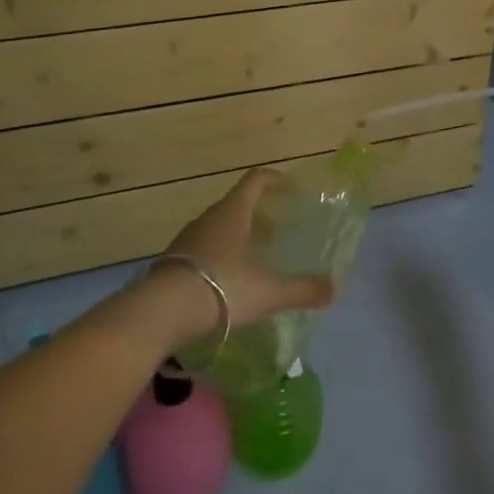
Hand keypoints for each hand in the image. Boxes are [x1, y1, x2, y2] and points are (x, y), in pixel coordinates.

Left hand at [148, 168, 337, 346]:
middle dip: (260, 213)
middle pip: (238, 204)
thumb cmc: (220, 288)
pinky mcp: (172, 262)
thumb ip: (301, 289)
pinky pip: (203, 248)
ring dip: (239, 235)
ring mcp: (187, 239)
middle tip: (279, 230)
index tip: (291, 187)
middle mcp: (209, 218)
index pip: (255, 180)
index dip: (275, 179)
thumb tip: (335, 289)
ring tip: (255, 257)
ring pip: (219, 227)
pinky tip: (228, 280)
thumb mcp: (267, 291)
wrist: (158, 314)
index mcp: (233, 213)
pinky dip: (220, 254)